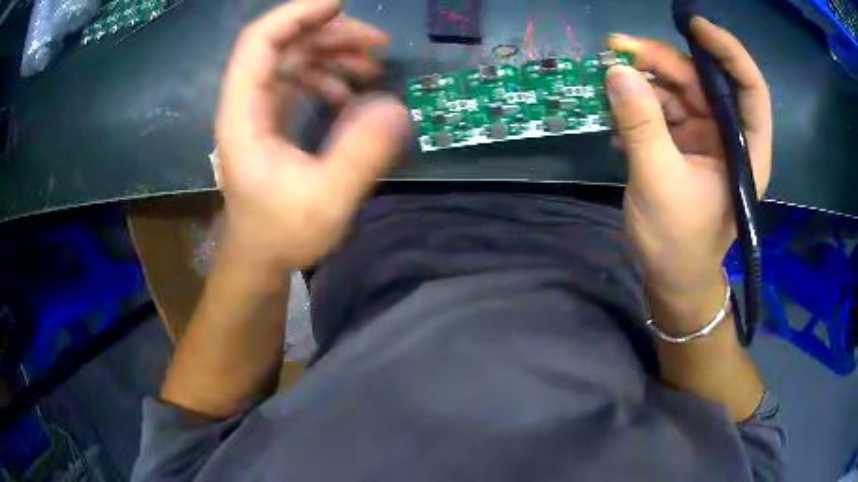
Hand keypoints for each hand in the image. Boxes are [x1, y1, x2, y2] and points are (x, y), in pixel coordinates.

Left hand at [215, 0, 409, 273]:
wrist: (260, 258)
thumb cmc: (282, 234)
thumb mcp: (326, 201)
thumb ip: (361, 153)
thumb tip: (396, 107)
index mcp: (244, 115)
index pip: (259, 43)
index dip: (296, 14)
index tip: (340, 4)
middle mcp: (247, 104)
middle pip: (283, 45)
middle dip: (331, 34)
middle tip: (379, 43)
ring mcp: (259, 111)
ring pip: (293, 60)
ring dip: (334, 54)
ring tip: (374, 66)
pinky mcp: (271, 121)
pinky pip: (298, 82)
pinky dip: (327, 78)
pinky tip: (351, 93)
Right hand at [605, 17, 771, 323]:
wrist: (671, 278)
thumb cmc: (678, 242)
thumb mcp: (659, 182)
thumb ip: (641, 125)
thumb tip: (616, 71)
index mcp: (744, 149)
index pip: (749, 88)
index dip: (727, 51)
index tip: (694, 26)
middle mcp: (728, 137)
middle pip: (703, 82)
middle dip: (662, 62)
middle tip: (618, 50)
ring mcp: (705, 139)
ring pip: (678, 92)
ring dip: (643, 83)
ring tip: (609, 85)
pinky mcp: (683, 144)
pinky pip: (662, 111)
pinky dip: (639, 107)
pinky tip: (617, 119)